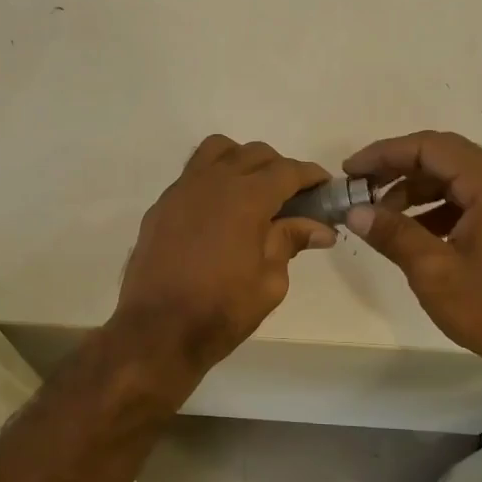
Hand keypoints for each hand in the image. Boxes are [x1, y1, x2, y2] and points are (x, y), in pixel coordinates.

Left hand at [112, 135, 335, 377]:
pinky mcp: (161, 206)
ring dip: (241, 162)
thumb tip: (319, 228)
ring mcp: (181, 190)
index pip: (287, 170)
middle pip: (253, 154)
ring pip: (217, 151)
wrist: (157, 330)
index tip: (324, 188)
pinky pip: (192, 175)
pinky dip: (212, 181)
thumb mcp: (270, 281)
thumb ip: (291, 242)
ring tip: (251, 193)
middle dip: (279, 168)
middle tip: (292, 198)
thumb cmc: (221, 309)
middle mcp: (213, 181)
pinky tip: (218, 214)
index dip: (310, 176)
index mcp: (246, 197)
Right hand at [343, 131, 481, 373]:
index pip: (431, 148)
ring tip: (381, 215)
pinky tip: (412, 231)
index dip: (385, 154)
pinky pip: (470, 200)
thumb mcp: (433, 270)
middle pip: (445, 157)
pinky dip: (438, 207)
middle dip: (398, 169)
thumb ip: (393, 233)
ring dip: (416, 190)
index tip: (351, 171)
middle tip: (361, 188)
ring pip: (457, 178)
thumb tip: (355, 211)